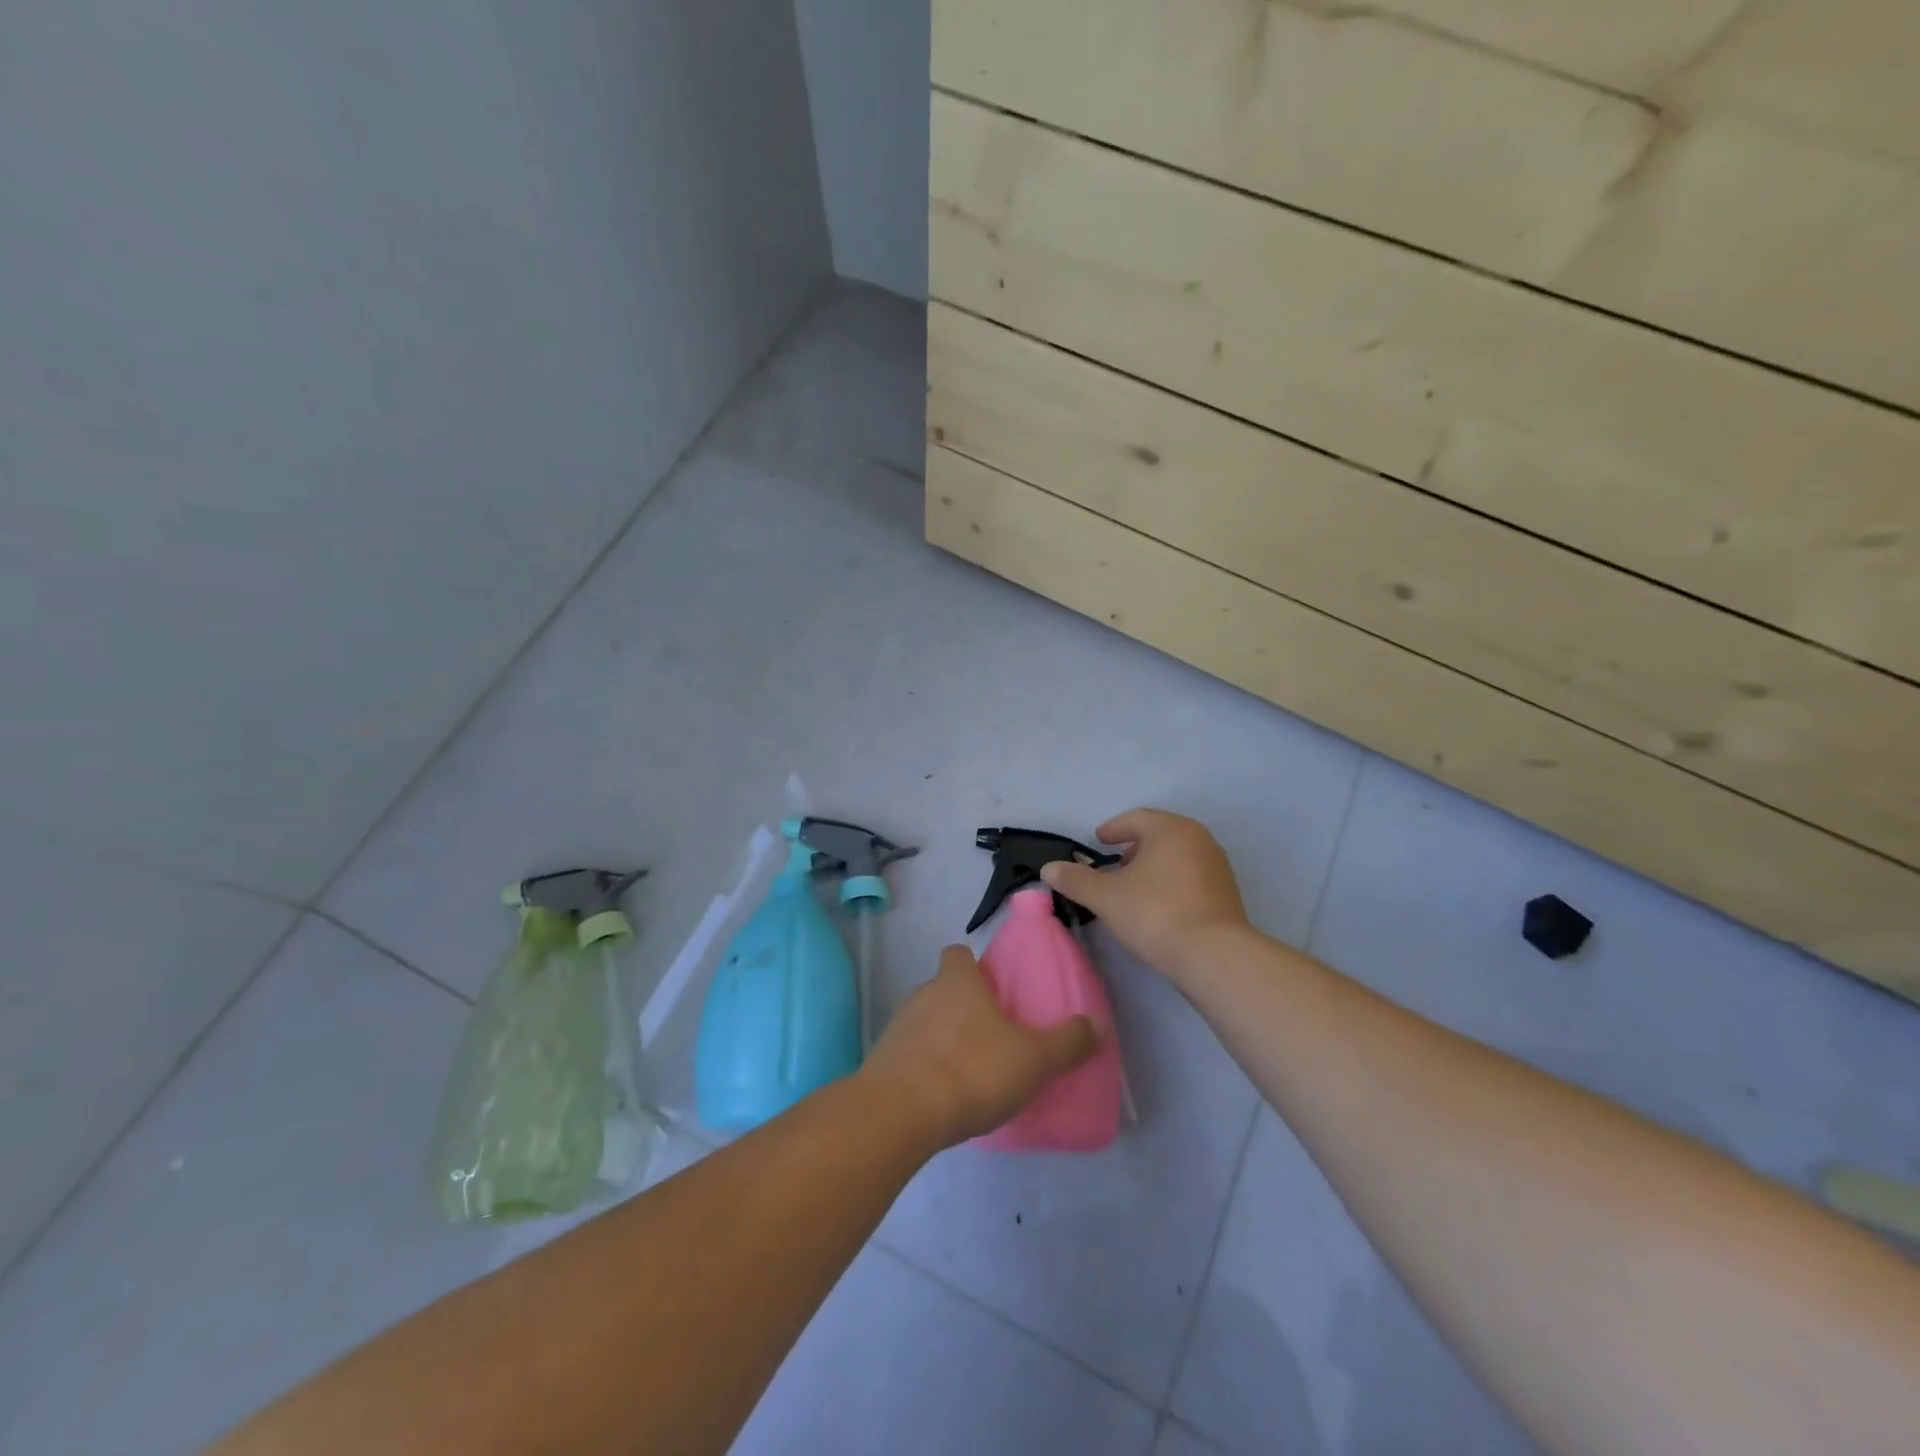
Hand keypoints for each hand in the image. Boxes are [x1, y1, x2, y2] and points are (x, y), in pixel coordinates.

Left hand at [862, 944, 1098, 1147]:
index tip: (992, 987)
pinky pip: (910, 1055)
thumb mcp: (1033, 1059)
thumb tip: (1096, 1024)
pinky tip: (945, 1095)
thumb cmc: (972, 1069)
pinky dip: (926, 1068)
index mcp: (957, 982)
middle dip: (963, 1007)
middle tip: (992, 1035)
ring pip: (925, 1022)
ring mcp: (898, 1027)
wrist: (901, 1112)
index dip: (973, 965)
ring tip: (970, 1069)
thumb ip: (1066, 1043)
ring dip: (943, 1038)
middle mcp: (923, 994)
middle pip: (943, 989)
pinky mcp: (883, 1062)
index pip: (957, 954)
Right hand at [1040, 809, 1248, 976]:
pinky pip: (1192, 876)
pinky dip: (1172, 882)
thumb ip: (1075, 880)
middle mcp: (1199, 839)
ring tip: (1135, 888)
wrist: (1214, 955)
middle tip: (1115, 865)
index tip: (1099, 841)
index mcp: (1170, 829)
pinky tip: (1159, 906)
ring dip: (1154, 866)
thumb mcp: (1106, 897)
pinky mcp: (1227, 893)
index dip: (1113, 829)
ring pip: (1178, 855)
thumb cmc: (1155, 913)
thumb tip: (1048, 868)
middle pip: (1160, 834)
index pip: (1136, 818)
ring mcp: (1217, 866)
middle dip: (1135, 847)